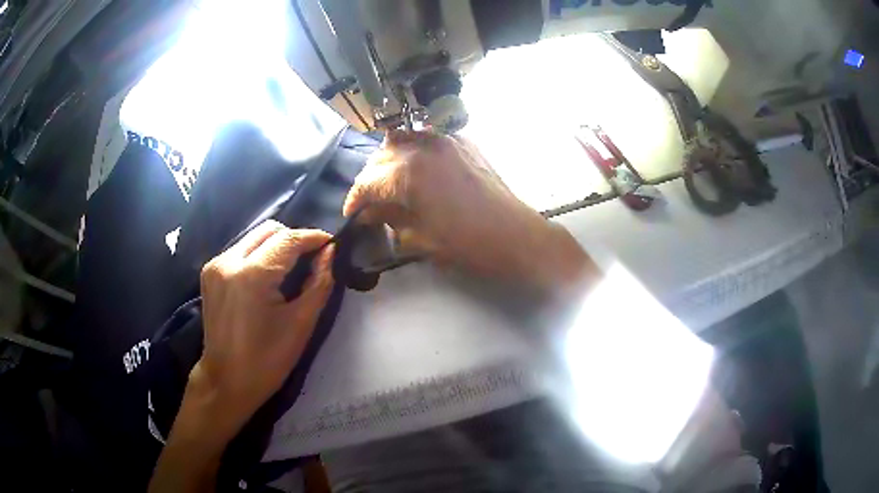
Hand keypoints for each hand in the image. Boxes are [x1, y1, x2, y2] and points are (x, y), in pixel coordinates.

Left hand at [151, 222, 332, 491]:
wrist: (227, 381)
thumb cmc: (267, 360)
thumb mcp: (301, 324)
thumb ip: (319, 283)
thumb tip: (329, 253)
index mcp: (252, 275)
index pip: (288, 239)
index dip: (314, 237)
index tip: (332, 243)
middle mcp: (229, 260)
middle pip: (270, 230)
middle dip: (295, 239)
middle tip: (313, 259)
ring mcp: (215, 264)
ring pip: (254, 237)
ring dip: (277, 245)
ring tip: (292, 268)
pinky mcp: (210, 272)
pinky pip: (241, 250)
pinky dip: (260, 255)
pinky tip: (268, 276)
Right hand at [344, 130, 595, 297]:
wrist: (515, 235)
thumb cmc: (466, 244)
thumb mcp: (419, 238)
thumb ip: (388, 219)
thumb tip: (368, 213)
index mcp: (408, 173)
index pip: (367, 181)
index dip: (355, 199)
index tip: (352, 214)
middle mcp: (423, 147)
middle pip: (381, 157)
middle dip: (370, 179)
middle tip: (370, 201)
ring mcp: (446, 140)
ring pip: (403, 139)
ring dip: (389, 159)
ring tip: (390, 182)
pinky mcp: (464, 143)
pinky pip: (428, 139)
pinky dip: (415, 151)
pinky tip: (418, 170)